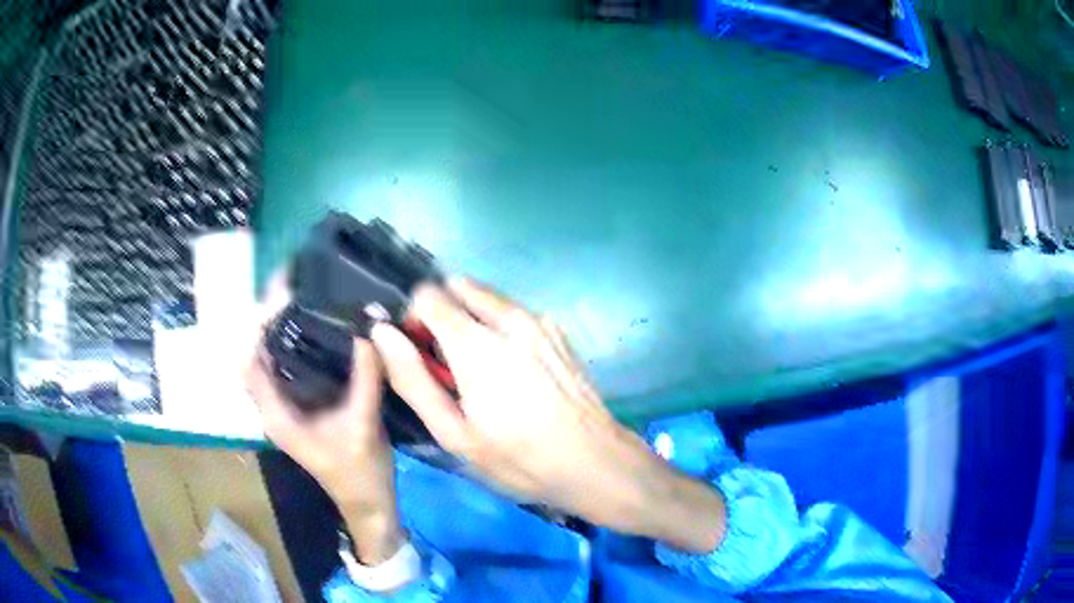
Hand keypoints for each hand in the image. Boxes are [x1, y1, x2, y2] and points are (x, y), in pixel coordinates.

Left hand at [245, 281, 402, 563]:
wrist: (367, 503)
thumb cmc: (360, 472)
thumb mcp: (363, 424)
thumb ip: (365, 375)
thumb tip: (370, 324)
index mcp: (277, 414)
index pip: (251, 361)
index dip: (260, 324)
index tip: (282, 293)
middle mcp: (272, 407)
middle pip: (254, 353)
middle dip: (265, 317)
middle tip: (290, 283)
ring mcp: (283, 407)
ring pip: (267, 358)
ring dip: (276, 326)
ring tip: (297, 295)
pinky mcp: (298, 406)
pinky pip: (284, 365)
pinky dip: (291, 341)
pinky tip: (312, 326)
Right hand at [371, 277, 724, 552]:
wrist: (595, 461)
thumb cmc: (519, 458)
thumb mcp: (455, 433)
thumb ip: (413, 379)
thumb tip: (382, 332)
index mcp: (477, 343)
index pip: (428, 294)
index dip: (415, 319)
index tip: (421, 354)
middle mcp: (509, 318)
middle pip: (459, 287)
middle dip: (443, 315)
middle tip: (449, 363)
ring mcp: (539, 320)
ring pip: (488, 298)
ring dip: (473, 321)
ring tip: (483, 372)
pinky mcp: (558, 330)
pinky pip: (515, 312)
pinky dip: (501, 328)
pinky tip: (514, 372)